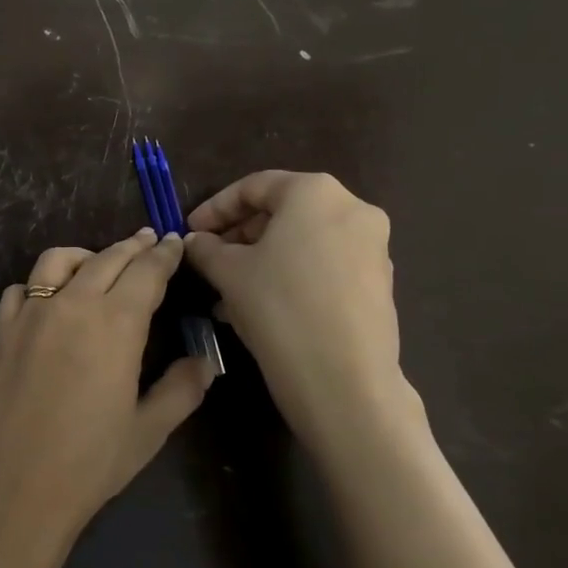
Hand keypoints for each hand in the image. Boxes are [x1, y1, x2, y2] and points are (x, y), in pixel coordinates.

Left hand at [0, 229, 217, 560]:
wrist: (11, 490)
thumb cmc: (88, 464)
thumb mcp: (148, 431)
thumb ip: (181, 389)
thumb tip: (205, 361)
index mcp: (115, 324)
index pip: (146, 273)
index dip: (164, 255)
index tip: (175, 242)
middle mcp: (72, 305)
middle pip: (106, 259)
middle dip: (132, 246)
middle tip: (149, 240)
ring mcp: (30, 314)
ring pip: (58, 261)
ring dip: (86, 255)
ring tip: (99, 262)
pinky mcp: (1, 331)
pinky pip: (21, 290)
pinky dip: (40, 284)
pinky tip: (48, 300)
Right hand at [184, 171, 414, 442]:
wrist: (343, 380)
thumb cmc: (278, 306)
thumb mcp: (228, 272)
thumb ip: (206, 248)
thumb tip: (195, 241)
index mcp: (315, 192)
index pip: (254, 187)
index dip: (214, 208)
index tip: (189, 231)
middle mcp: (352, 209)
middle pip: (283, 212)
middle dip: (240, 235)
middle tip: (208, 259)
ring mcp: (372, 248)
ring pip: (302, 242)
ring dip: (261, 259)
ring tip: (227, 289)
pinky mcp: (378, 284)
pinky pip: (323, 266)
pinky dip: (289, 275)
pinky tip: (260, 306)